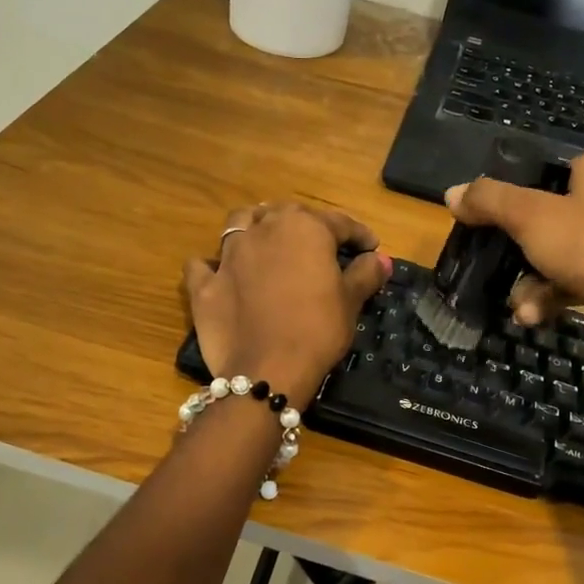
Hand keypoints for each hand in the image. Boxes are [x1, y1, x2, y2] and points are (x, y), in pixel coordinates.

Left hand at [183, 204, 390, 407]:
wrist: (267, 370)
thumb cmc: (318, 329)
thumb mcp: (350, 302)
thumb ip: (365, 273)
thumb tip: (380, 259)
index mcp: (304, 228)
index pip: (338, 222)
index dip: (358, 234)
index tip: (370, 247)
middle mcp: (263, 230)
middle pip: (285, 214)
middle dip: (306, 224)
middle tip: (321, 245)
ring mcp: (228, 256)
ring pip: (239, 224)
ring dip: (255, 227)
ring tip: (267, 242)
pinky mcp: (205, 285)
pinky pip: (203, 266)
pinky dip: (211, 266)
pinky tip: (219, 274)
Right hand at [444, 142, 583, 345]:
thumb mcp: (529, 216)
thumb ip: (489, 200)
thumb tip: (452, 193)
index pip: (556, 164)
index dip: (524, 188)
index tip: (498, 214)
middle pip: (555, 213)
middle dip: (522, 249)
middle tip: (498, 261)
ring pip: (566, 251)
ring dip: (534, 280)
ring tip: (519, 304)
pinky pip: (583, 276)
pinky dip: (556, 294)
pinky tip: (534, 315)